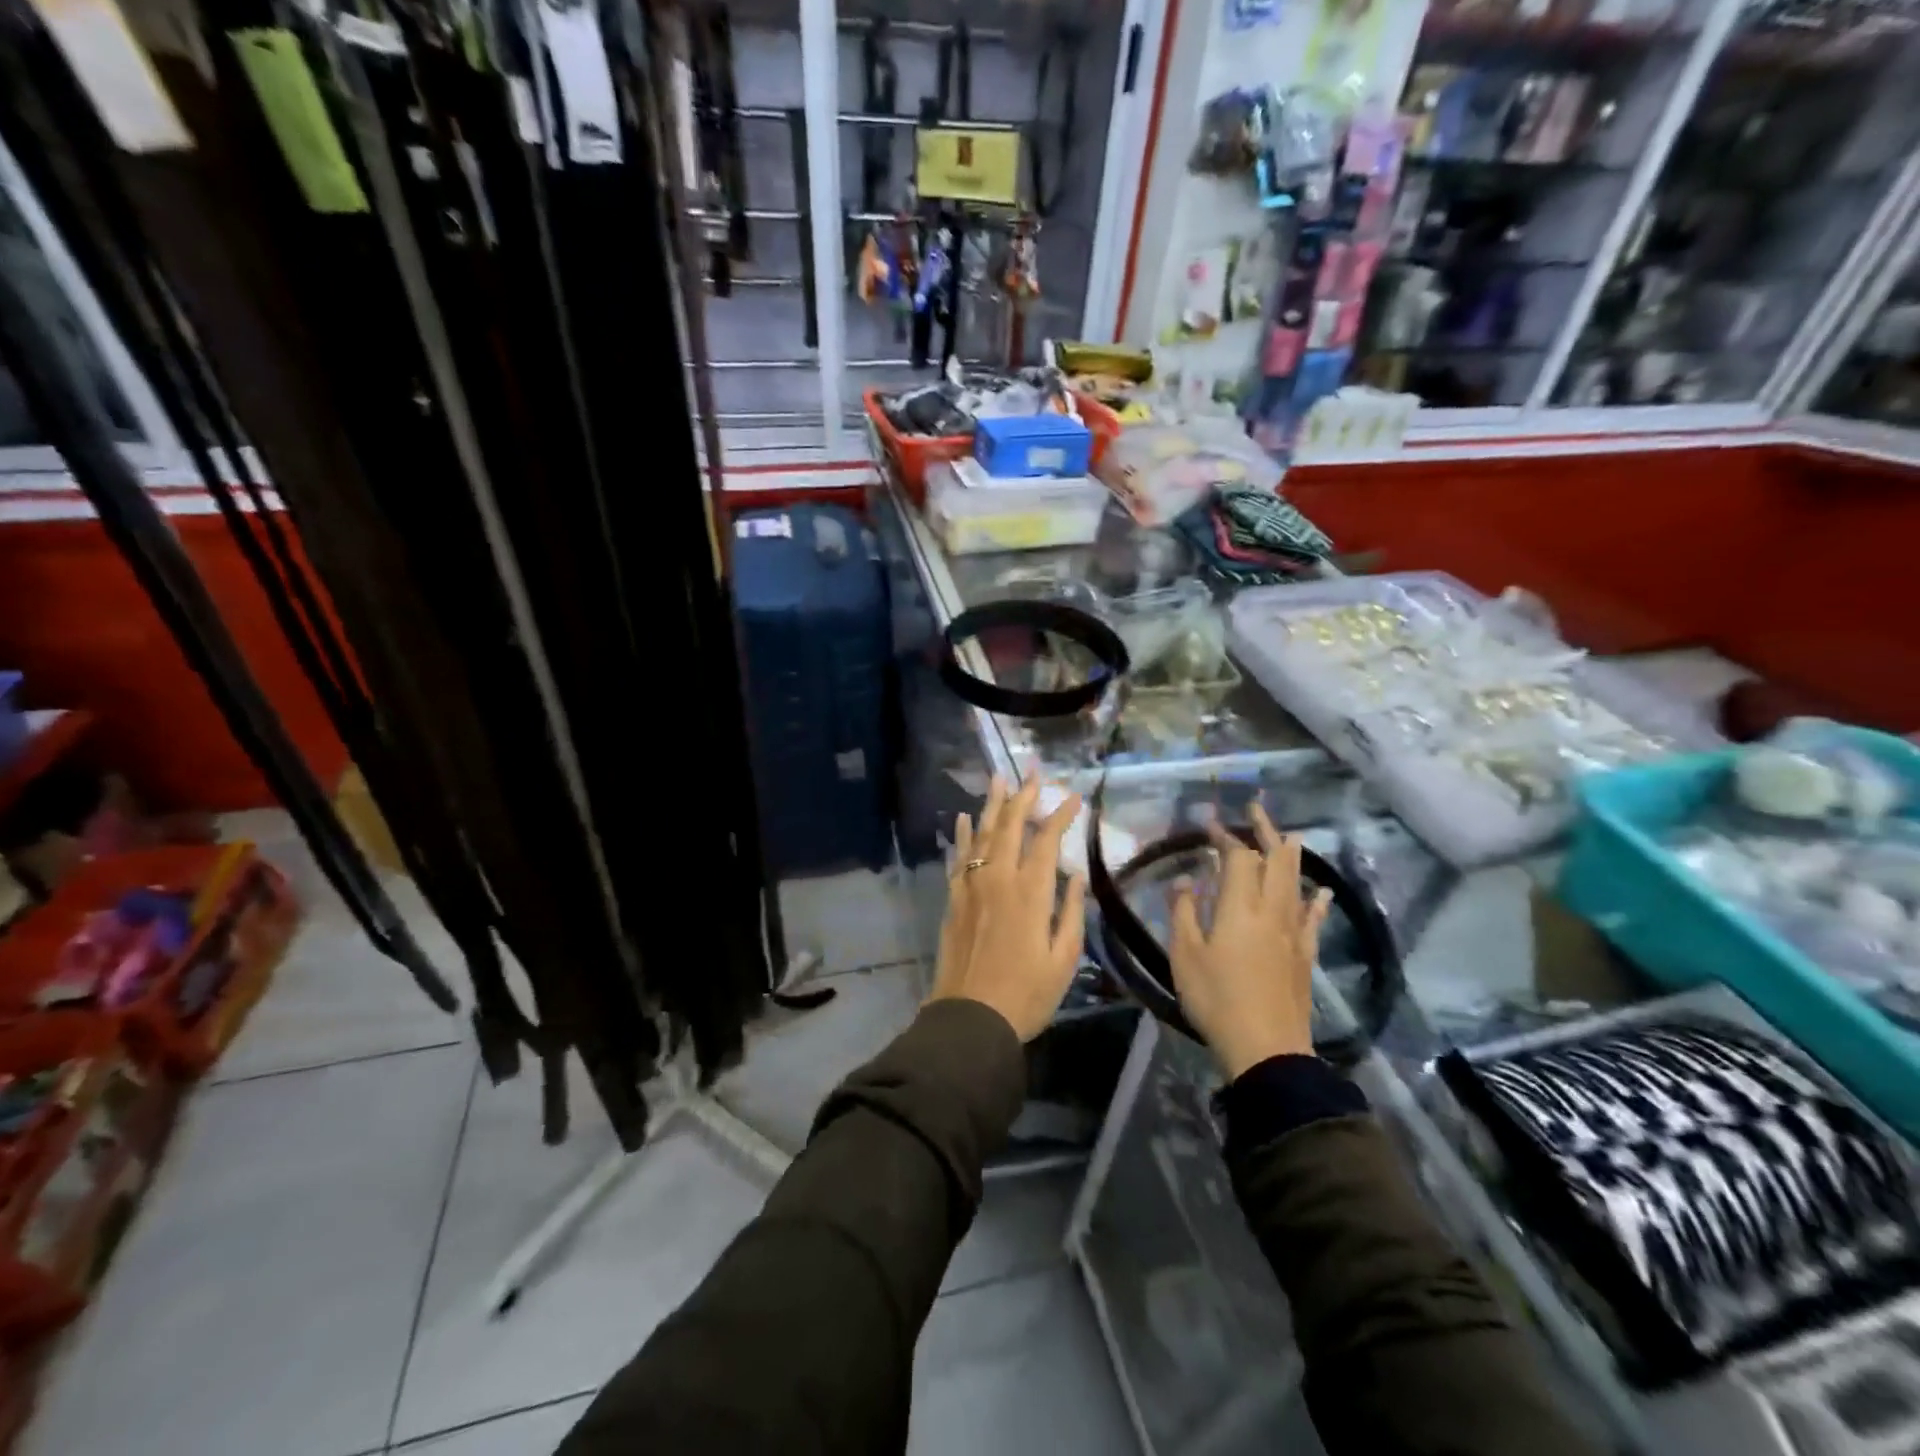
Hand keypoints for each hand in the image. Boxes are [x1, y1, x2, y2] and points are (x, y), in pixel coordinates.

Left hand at [929, 776, 1086, 1040]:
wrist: (971, 1018)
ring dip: (991, 805)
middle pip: (1009, 826)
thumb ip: (1071, 912)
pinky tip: (964, 819)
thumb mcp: (1063, 958)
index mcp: (1029, 892)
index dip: (1060, 814)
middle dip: (1022, 796)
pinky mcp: (954, 899)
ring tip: (997, 779)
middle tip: (1032, 773)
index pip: (1046, 839)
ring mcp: (971, 887)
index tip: (1073, 796)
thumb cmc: (1027, 994)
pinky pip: (958, 857)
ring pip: (981, 834)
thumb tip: (1075, 875)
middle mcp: (997, 878)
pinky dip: (962, 835)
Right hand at [1170, 802, 1330, 1079]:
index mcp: (1240, 907)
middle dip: (1266, 831)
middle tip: (1256, 810)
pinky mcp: (1305, 955)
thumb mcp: (1185, 955)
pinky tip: (1322, 892)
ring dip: (1292, 855)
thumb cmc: (1216, 998)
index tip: (1209, 823)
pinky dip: (1317, 900)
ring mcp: (1293, 933)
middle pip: (1276, 860)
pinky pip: (1313, 918)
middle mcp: (1272, 911)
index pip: (1238, 858)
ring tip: (1291, 835)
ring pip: (1296, 883)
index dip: (1225, 837)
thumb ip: (1183, 912)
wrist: (1265, 1048)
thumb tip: (1186, 879)